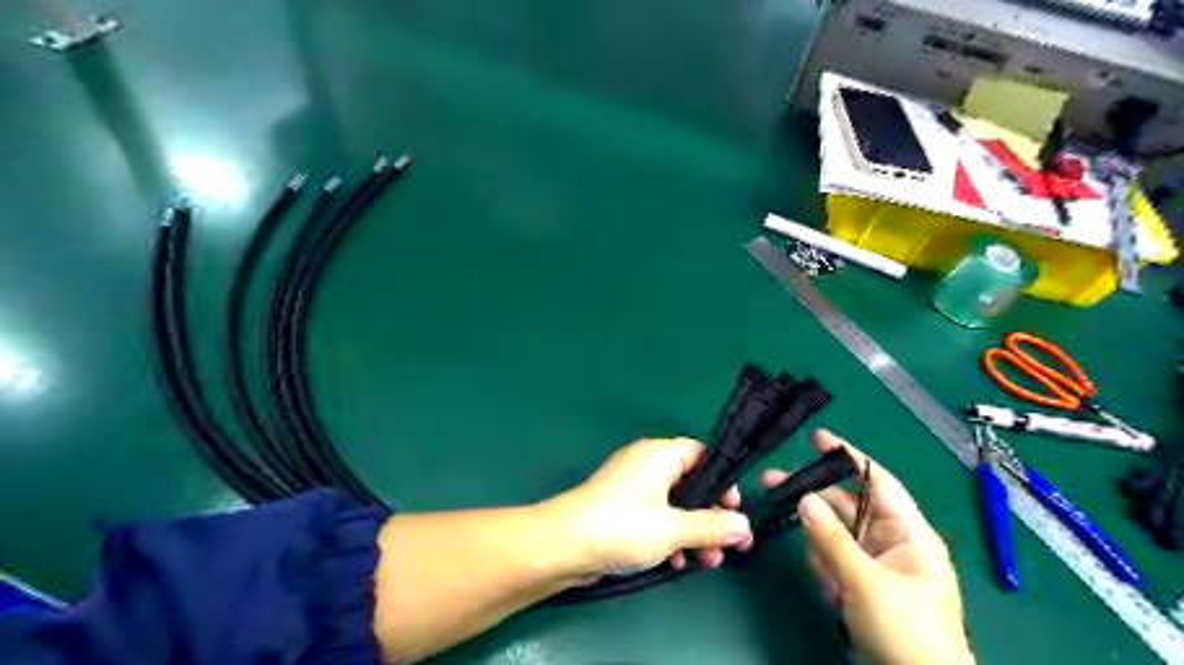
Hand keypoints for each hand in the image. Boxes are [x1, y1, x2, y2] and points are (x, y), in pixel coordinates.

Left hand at [544, 438, 752, 576]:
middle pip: (690, 484)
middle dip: (711, 516)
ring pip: (674, 505)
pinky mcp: (620, 510)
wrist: (563, 546)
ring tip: (708, 562)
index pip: (701, 455)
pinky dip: (669, 537)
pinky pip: (655, 518)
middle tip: (731, 545)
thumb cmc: (623, 526)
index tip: (736, 510)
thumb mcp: (673, 528)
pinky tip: (675, 564)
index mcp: (659, 454)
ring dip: (693, 532)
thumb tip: (745, 525)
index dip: (722, 481)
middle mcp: (646, 464)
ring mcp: (631, 488)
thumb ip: (711, 526)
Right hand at [765, 432, 975, 664]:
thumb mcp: (867, 584)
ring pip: (833, 536)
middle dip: (813, 501)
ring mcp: (874, 562)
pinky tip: (835, 596)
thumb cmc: (908, 633)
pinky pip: (832, 561)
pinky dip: (827, 573)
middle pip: (844, 506)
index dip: (848, 457)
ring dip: (823, 552)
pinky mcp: (860, 582)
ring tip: (832, 583)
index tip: (817, 438)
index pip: (876, 481)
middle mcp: (890, 540)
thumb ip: (831, 539)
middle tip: (772, 483)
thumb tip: (803, 499)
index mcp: (908, 532)